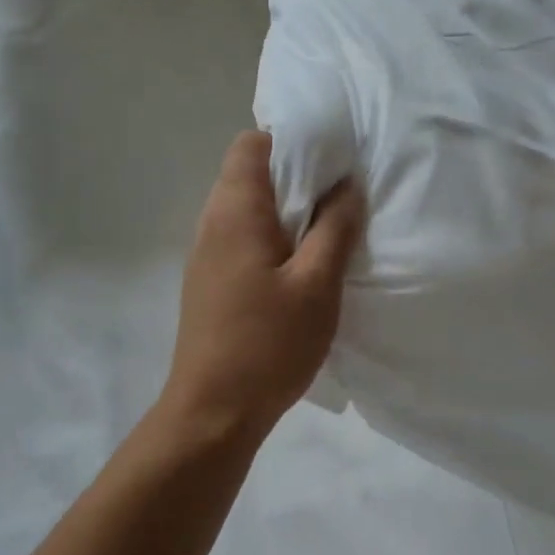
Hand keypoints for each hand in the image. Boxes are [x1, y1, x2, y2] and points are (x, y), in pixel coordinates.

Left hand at [164, 131, 364, 437]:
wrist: (212, 412)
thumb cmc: (268, 344)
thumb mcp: (317, 284)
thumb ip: (335, 227)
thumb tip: (347, 184)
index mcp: (235, 211)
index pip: (251, 144)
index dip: (290, 141)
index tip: (329, 160)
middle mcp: (213, 222)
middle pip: (249, 173)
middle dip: (295, 175)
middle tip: (339, 196)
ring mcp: (207, 253)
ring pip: (247, 207)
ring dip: (286, 209)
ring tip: (326, 230)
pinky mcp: (210, 280)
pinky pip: (243, 236)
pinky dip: (273, 235)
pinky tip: (300, 265)